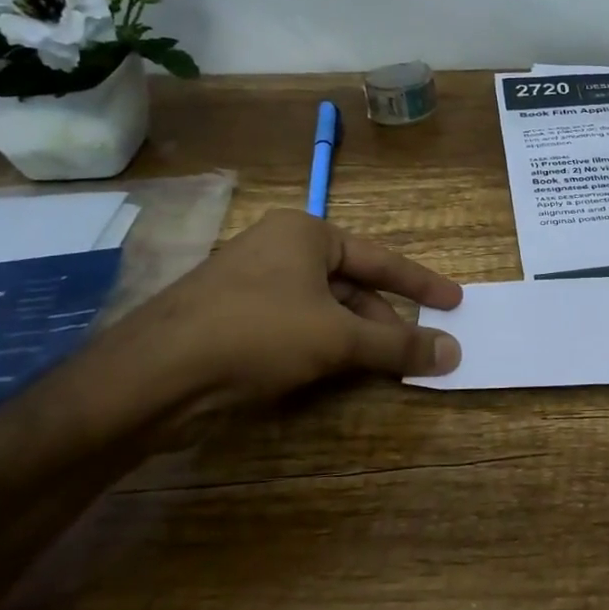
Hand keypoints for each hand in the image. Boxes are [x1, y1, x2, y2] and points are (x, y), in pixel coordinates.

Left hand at [135, 208, 462, 412]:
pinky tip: (336, 374)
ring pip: (324, 311)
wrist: (153, 376)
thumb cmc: (256, 334)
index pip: (381, 258)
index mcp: (306, 234)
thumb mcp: (337, 338)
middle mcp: (279, 250)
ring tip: (385, 368)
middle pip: (352, 286)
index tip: (455, 301)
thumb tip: (453, 353)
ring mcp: (253, 284)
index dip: (422, 284)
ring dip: (356, 340)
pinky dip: (324, 349)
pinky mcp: (233, 320)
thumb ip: (398, 345)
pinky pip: (296, 328)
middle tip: (421, 351)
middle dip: (386, 322)